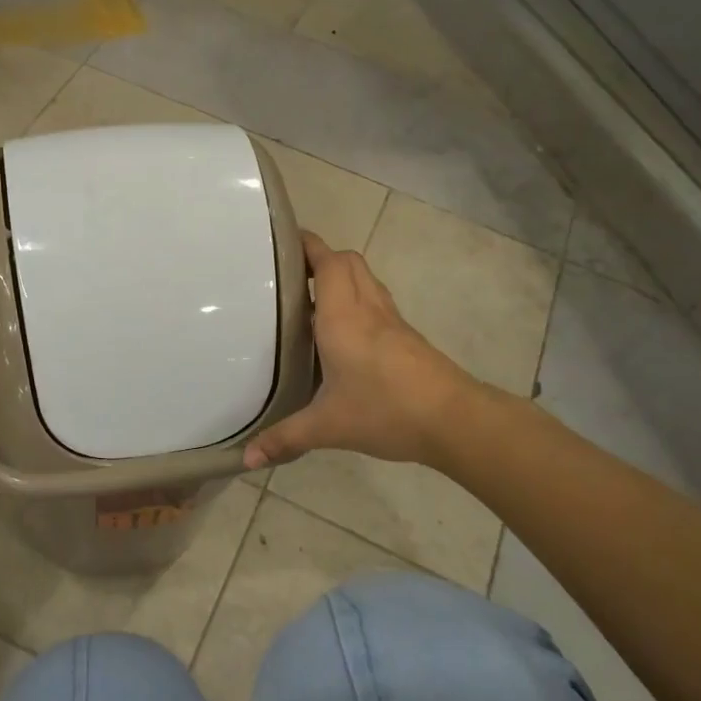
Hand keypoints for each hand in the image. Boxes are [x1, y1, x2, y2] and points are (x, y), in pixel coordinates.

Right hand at [244, 233, 480, 470]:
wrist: (454, 420)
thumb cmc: (386, 411)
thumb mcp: (328, 427)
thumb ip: (285, 439)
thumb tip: (246, 460)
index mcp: (343, 317)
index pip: (327, 262)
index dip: (307, 244)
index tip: (282, 240)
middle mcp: (367, 308)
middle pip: (348, 261)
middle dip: (321, 257)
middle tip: (291, 273)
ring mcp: (392, 320)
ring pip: (366, 278)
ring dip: (341, 275)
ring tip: (312, 296)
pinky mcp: (407, 336)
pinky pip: (377, 300)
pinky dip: (357, 298)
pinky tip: (344, 330)